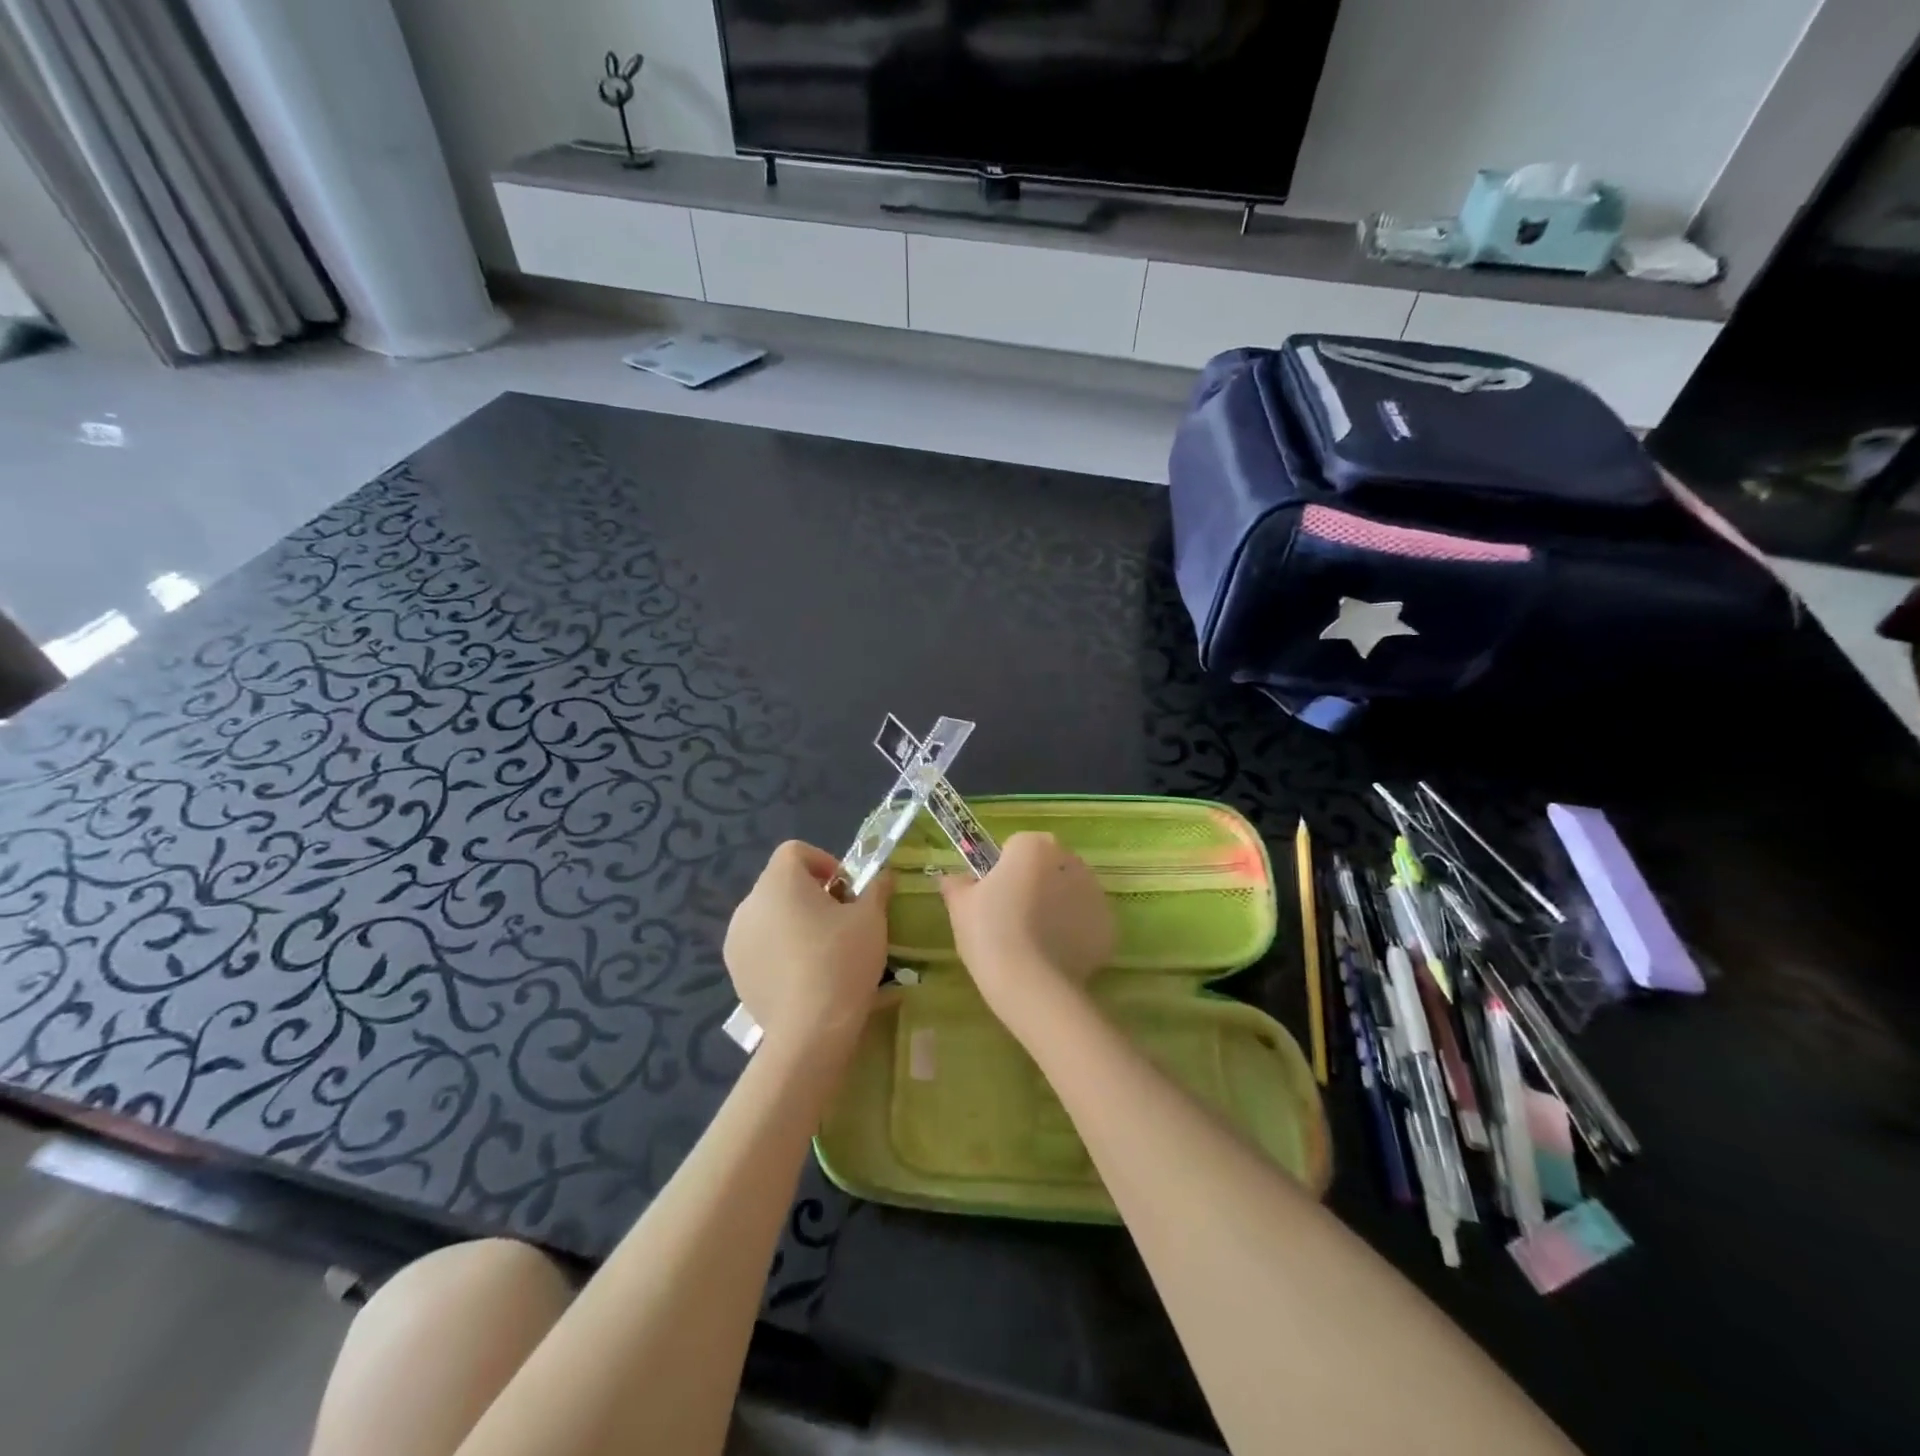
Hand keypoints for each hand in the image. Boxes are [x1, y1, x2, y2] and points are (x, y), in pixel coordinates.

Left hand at [724, 841, 892, 1047]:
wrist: (810, 1029)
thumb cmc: (842, 960)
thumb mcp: (871, 918)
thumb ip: (876, 888)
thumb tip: (883, 875)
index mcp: (779, 881)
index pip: (795, 851)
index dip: (824, 862)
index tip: (847, 890)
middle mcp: (749, 903)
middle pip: (782, 883)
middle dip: (812, 895)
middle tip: (842, 921)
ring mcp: (737, 939)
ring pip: (770, 916)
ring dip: (794, 922)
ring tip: (823, 951)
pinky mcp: (735, 972)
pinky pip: (760, 946)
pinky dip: (780, 950)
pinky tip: (804, 976)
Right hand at [939, 832, 1114, 1028]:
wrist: (1031, 985)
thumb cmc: (990, 934)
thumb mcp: (960, 907)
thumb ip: (956, 884)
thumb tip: (951, 878)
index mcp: (1033, 846)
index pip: (1016, 846)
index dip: (1003, 870)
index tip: (993, 896)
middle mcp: (1070, 860)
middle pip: (1048, 865)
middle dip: (1035, 883)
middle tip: (1013, 918)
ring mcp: (1095, 892)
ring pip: (1071, 891)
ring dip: (1057, 906)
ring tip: (1035, 941)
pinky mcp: (1109, 925)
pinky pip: (1087, 921)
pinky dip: (1075, 932)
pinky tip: (1055, 955)